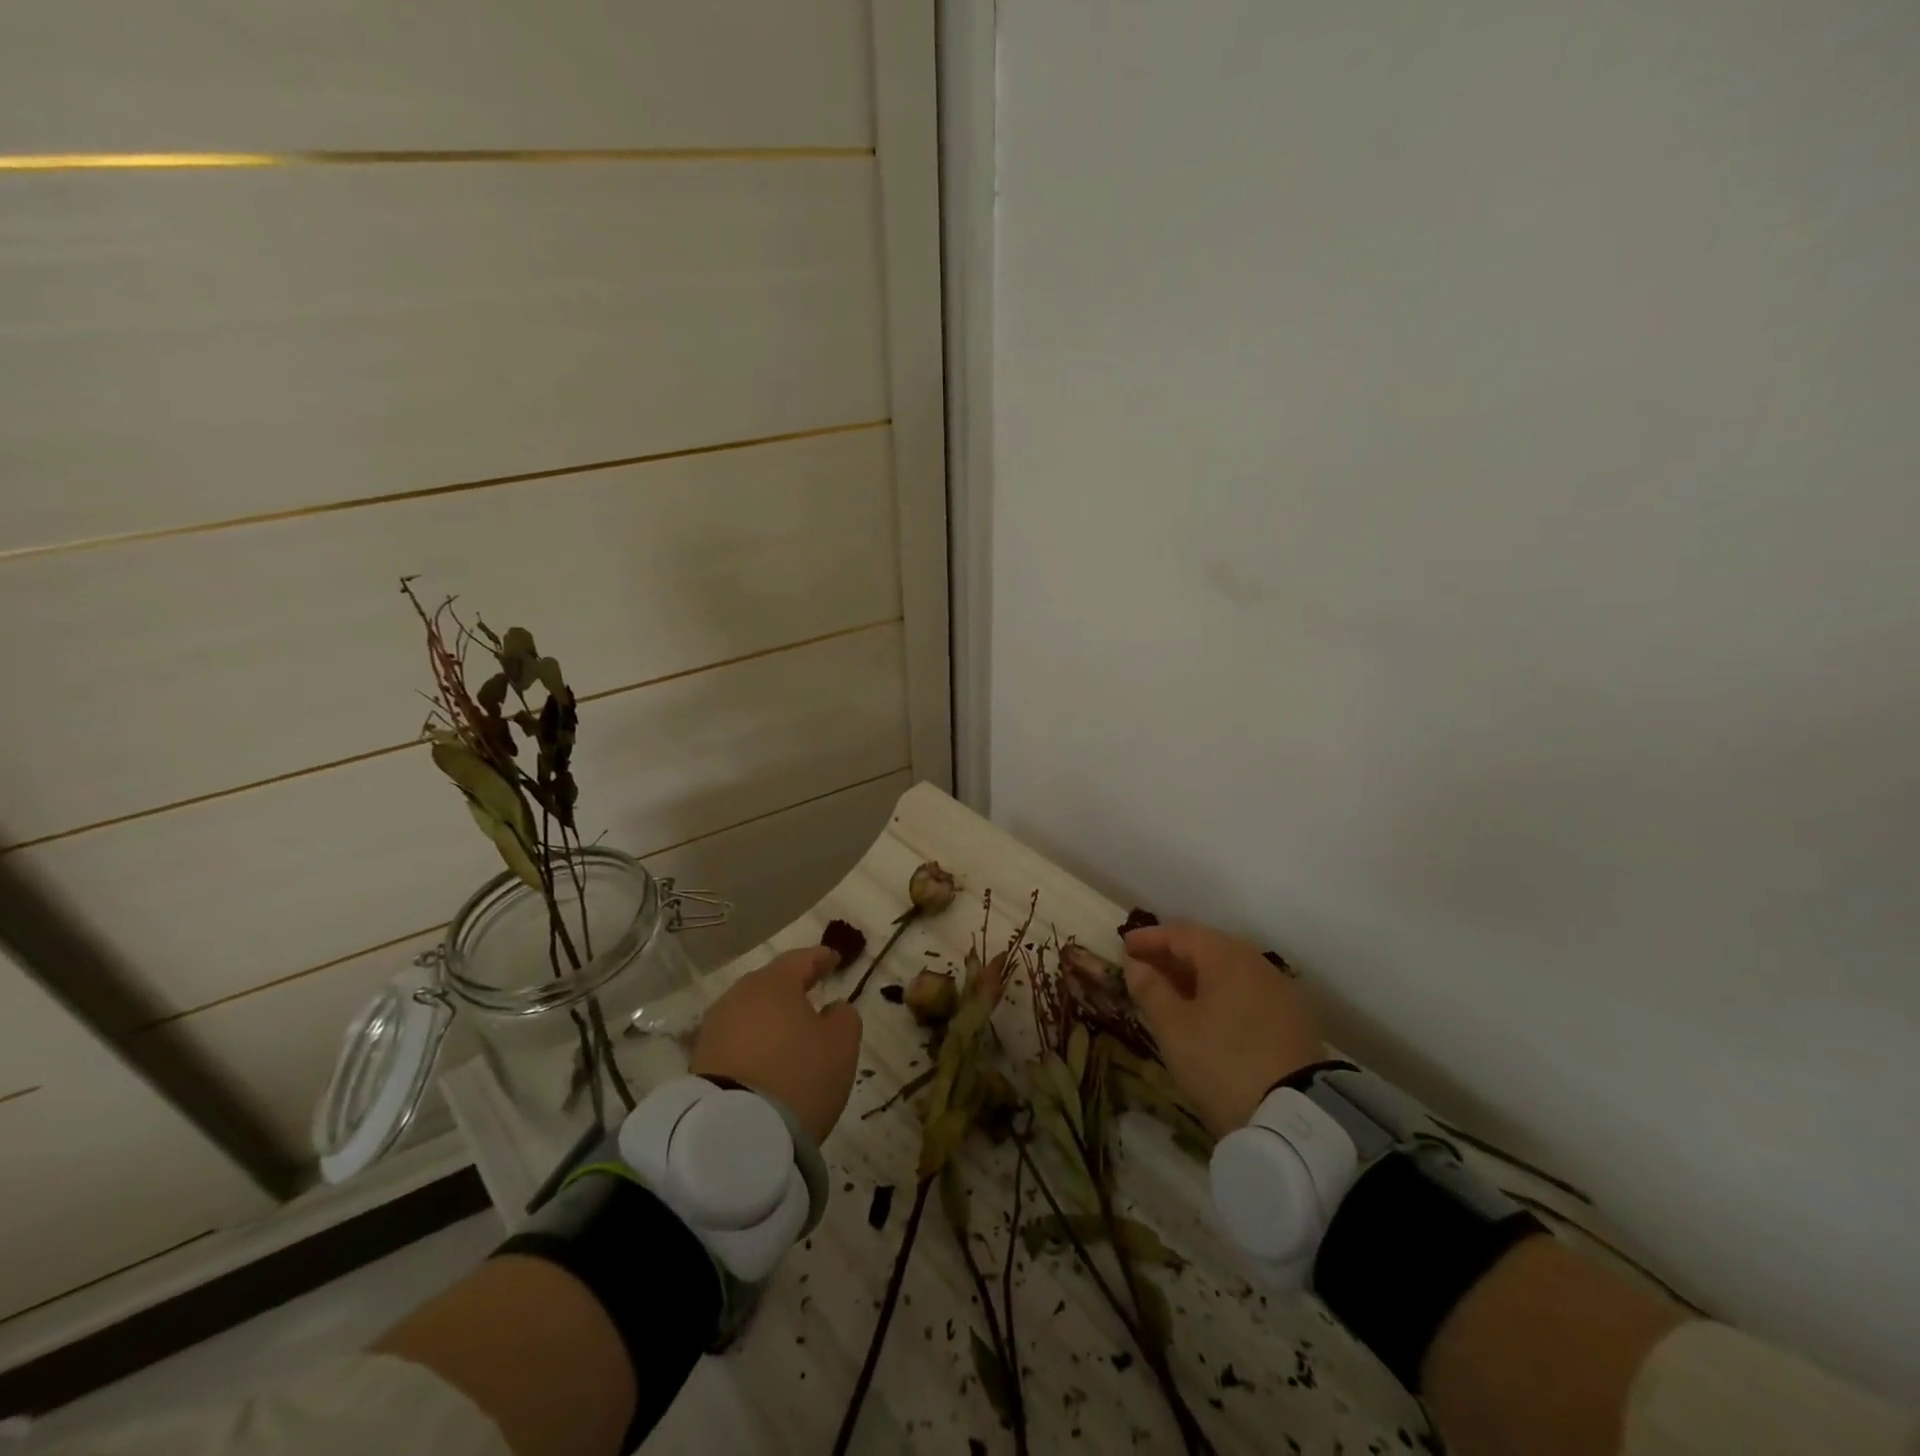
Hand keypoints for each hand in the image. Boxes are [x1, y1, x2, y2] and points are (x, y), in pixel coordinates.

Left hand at [691, 946, 861, 1144]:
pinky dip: (754, 1043)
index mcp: (774, 982)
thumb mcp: (841, 1044)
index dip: (820, 958)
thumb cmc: (799, 1075)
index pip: (800, 959)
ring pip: (750, 1012)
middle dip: (791, 987)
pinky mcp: (700, 1061)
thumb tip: (832, 1008)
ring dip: (770, 1017)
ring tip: (789, 1031)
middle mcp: (740, 996)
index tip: (835, 959)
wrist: (735, 1134)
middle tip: (811, 992)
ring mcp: (715, 1028)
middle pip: (770, 983)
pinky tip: (766, 1058)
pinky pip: (736, 1040)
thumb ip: (844, 1016)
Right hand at [1123, 920, 1326, 1137]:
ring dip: (1197, 975)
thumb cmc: (1221, 1061)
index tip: (1124, 945)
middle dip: (1173, 955)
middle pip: (1208, 948)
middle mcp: (1257, 964)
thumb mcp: (1174, 1028)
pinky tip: (1207, 1012)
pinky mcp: (1293, 1021)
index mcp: (1227, 957)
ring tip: (1171, 991)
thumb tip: (1136, 965)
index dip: (1150, 938)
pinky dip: (1220, 993)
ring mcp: (1280, 992)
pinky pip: (1246, 992)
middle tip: (1144, 966)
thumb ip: (1151, 990)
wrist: (1294, 1118)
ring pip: (1229, 971)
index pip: (1182, 934)